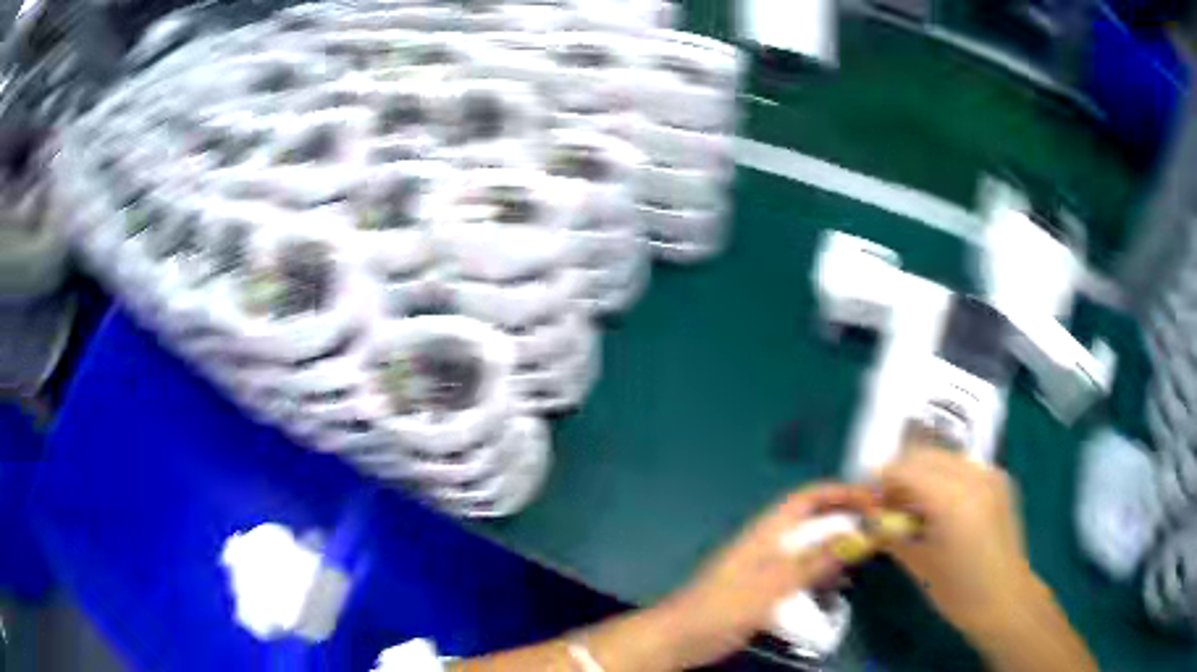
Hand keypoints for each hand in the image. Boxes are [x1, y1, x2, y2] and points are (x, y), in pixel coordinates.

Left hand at [649, 484, 874, 668]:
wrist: (681, 637)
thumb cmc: (724, 606)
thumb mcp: (774, 583)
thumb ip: (814, 561)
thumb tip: (856, 535)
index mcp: (767, 532)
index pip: (808, 498)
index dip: (840, 492)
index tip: (872, 499)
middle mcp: (768, 544)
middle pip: (812, 522)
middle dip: (843, 521)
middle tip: (874, 530)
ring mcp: (765, 569)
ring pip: (809, 550)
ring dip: (834, 551)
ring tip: (860, 561)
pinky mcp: (764, 592)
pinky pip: (800, 576)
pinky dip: (820, 577)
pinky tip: (833, 591)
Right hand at [877, 447, 1037, 637]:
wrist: (1005, 599)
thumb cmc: (958, 592)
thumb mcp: (919, 565)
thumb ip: (892, 535)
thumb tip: (870, 519)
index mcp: (951, 499)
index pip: (906, 468)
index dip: (881, 479)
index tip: (868, 498)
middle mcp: (973, 476)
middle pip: (925, 455)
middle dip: (901, 473)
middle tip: (887, 502)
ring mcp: (990, 474)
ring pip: (944, 457)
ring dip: (922, 472)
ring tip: (912, 504)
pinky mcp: (999, 481)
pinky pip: (963, 466)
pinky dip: (944, 476)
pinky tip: (939, 505)